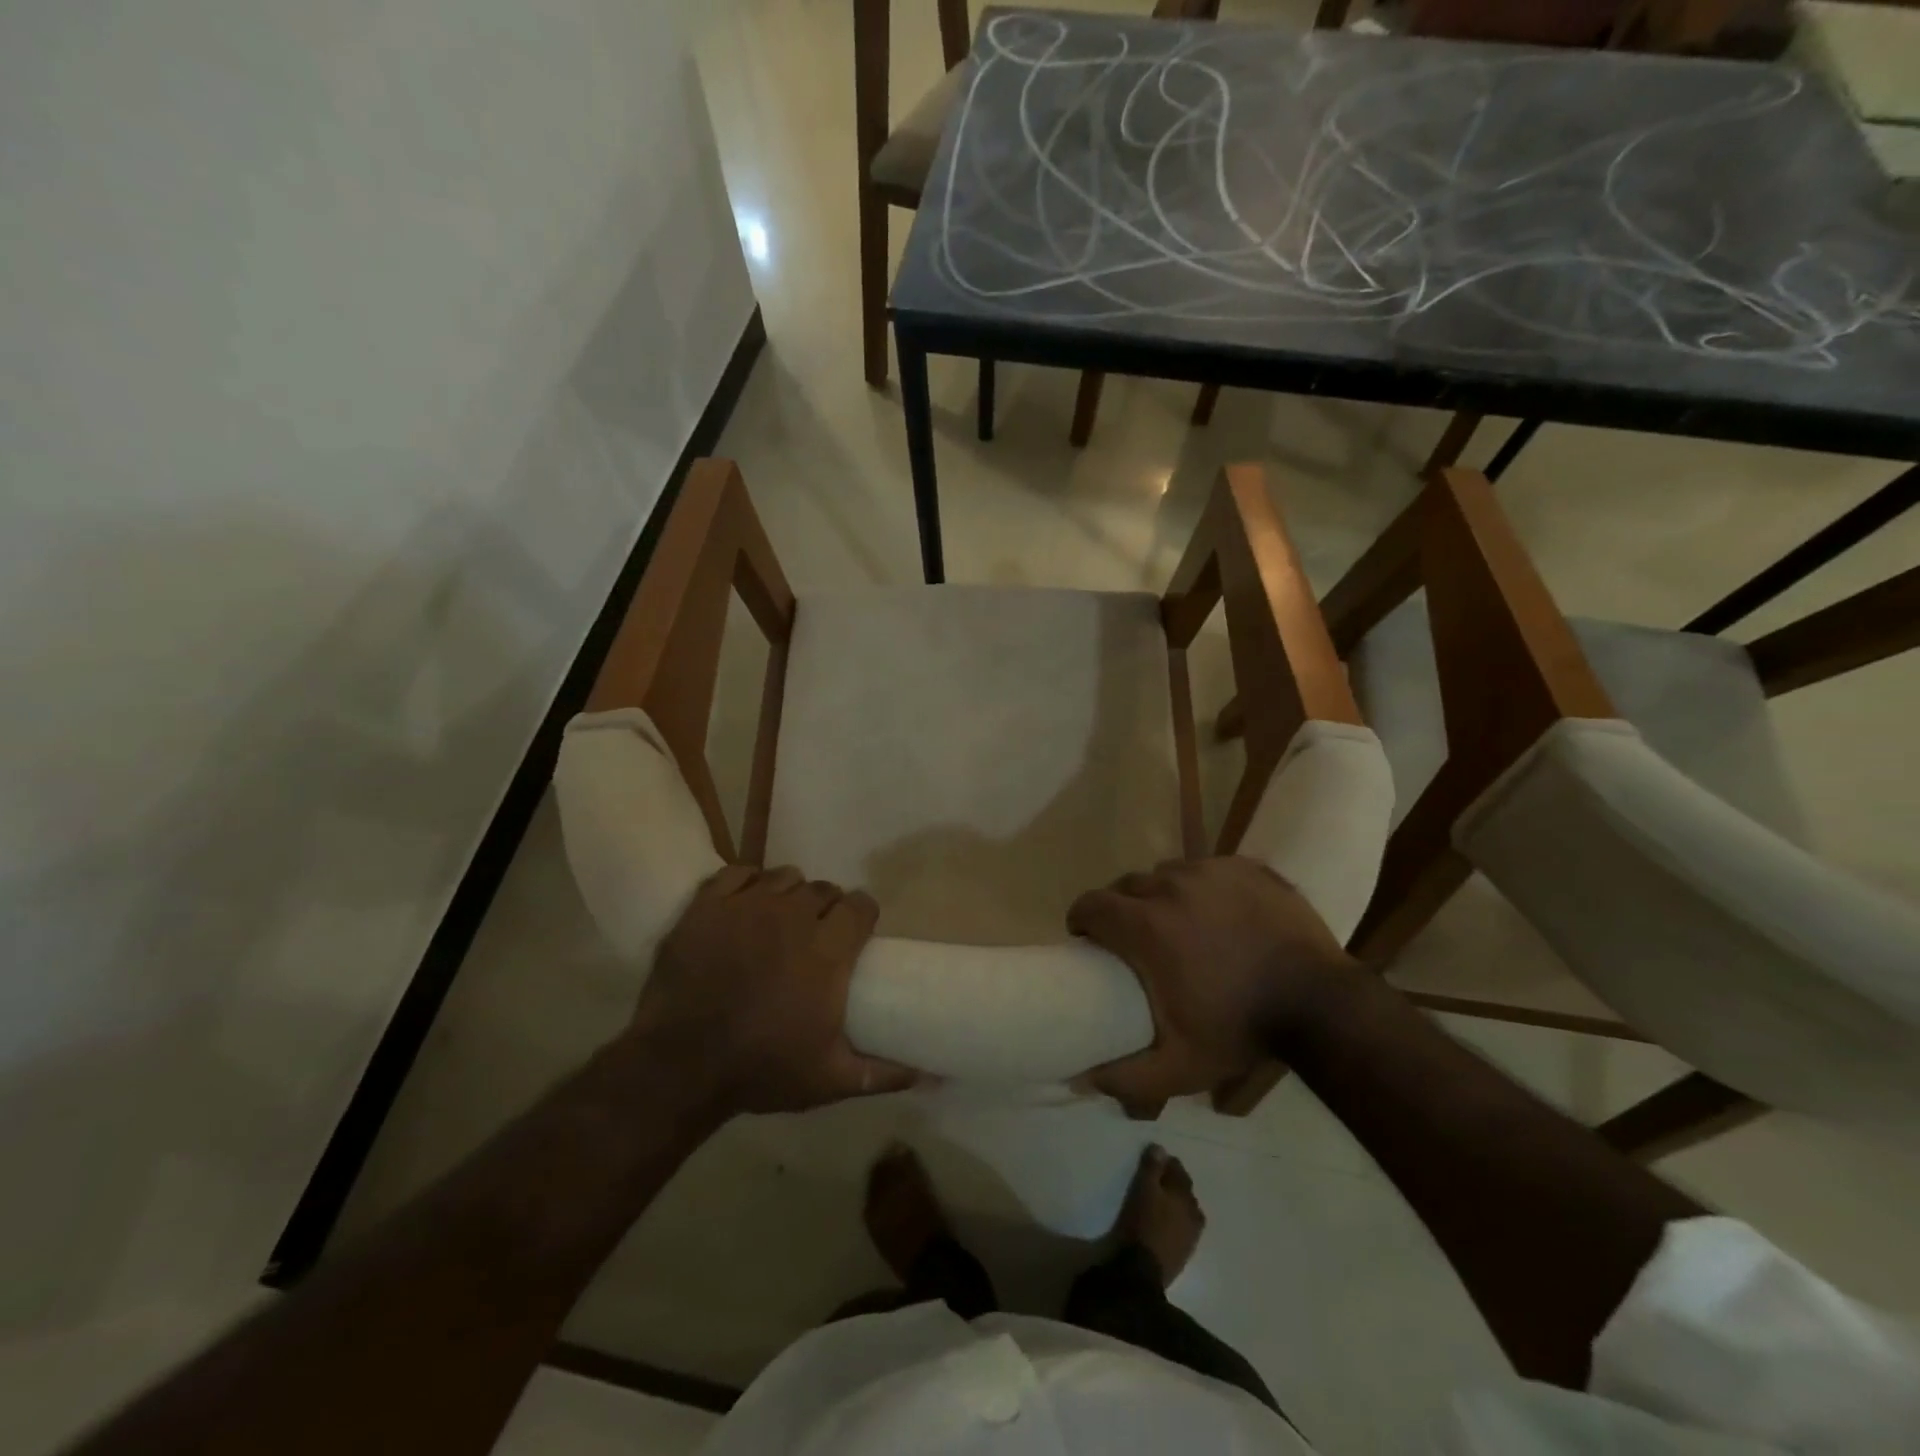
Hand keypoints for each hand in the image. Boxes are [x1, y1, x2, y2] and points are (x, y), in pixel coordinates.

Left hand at [632, 866, 919, 1114]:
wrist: (678, 1066)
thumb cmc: (761, 1069)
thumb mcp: (830, 1080)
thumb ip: (884, 1072)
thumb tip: (933, 1074)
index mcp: (828, 950)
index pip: (860, 904)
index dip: (861, 916)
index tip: (854, 934)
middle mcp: (793, 916)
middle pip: (823, 889)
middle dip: (825, 908)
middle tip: (813, 937)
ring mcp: (747, 905)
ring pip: (783, 877)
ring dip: (787, 895)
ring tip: (776, 921)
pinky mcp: (708, 904)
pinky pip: (738, 872)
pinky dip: (745, 884)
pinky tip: (742, 907)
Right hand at [1067, 856, 1357, 1114]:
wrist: (1321, 1006)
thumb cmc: (1242, 1030)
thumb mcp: (1180, 1067)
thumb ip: (1126, 1077)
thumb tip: (1081, 1079)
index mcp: (1147, 925)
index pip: (1092, 904)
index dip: (1082, 918)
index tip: (1088, 939)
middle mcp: (1171, 885)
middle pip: (1127, 885)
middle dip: (1122, 907)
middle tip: (1135, 937)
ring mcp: (1212, 871)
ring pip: (1168, 873)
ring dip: (1162, 894)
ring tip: (1178, 922)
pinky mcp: (1245, 866)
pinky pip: (1207, 869)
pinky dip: (1202, 886)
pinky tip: (1217, 911)